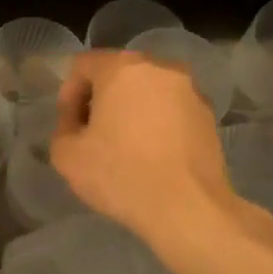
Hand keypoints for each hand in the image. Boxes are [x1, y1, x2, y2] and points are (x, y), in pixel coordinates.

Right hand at [50, 50, 236, 241]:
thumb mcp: (66, 155)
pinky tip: (152, 155)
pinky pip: (172, 110)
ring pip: (148, 91)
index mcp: (122, 68)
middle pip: (119, 73)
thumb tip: (78, 123)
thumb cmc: (121, 174)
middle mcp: (160, 68)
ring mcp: (190, 90)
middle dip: (101, 99)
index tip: (69, 126)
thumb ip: (63, 128)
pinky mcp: (209, 115)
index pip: (83, 65)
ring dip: (131, 110)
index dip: (68, 94)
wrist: (187, 207)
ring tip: (124, 146)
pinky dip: (157, 123)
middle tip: (92, 134)